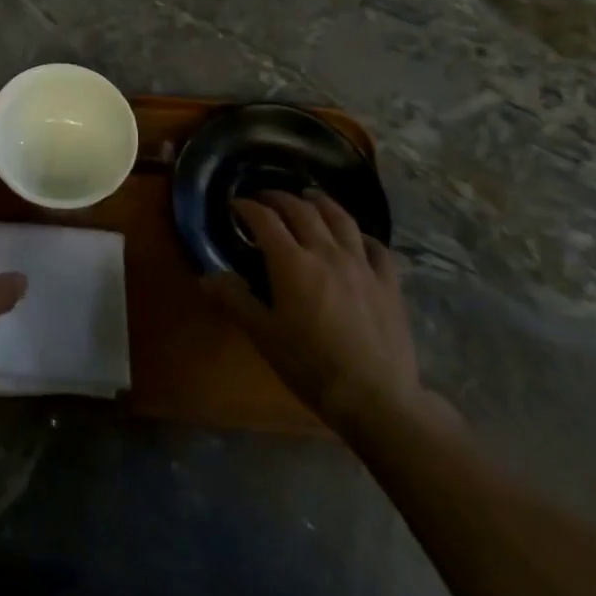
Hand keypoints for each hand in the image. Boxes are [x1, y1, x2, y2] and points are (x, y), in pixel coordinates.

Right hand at [206, 190, 447, 436]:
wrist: (376, 398)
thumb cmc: (311, 366)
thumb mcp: (263, 335)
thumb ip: (234, 300)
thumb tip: (207, 277)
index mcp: (292, 262)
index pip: (264, 219)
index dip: (247, 207)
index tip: (236, 205)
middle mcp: (326, 252)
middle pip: (301, 210)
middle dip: (279, 198)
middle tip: (266, 198)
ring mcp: (362, 265)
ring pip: (341, 219)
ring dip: (321, 202)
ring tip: (310, 197)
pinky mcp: (388, 282)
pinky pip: (376, 247)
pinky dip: (361, 235)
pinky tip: (356, 238)